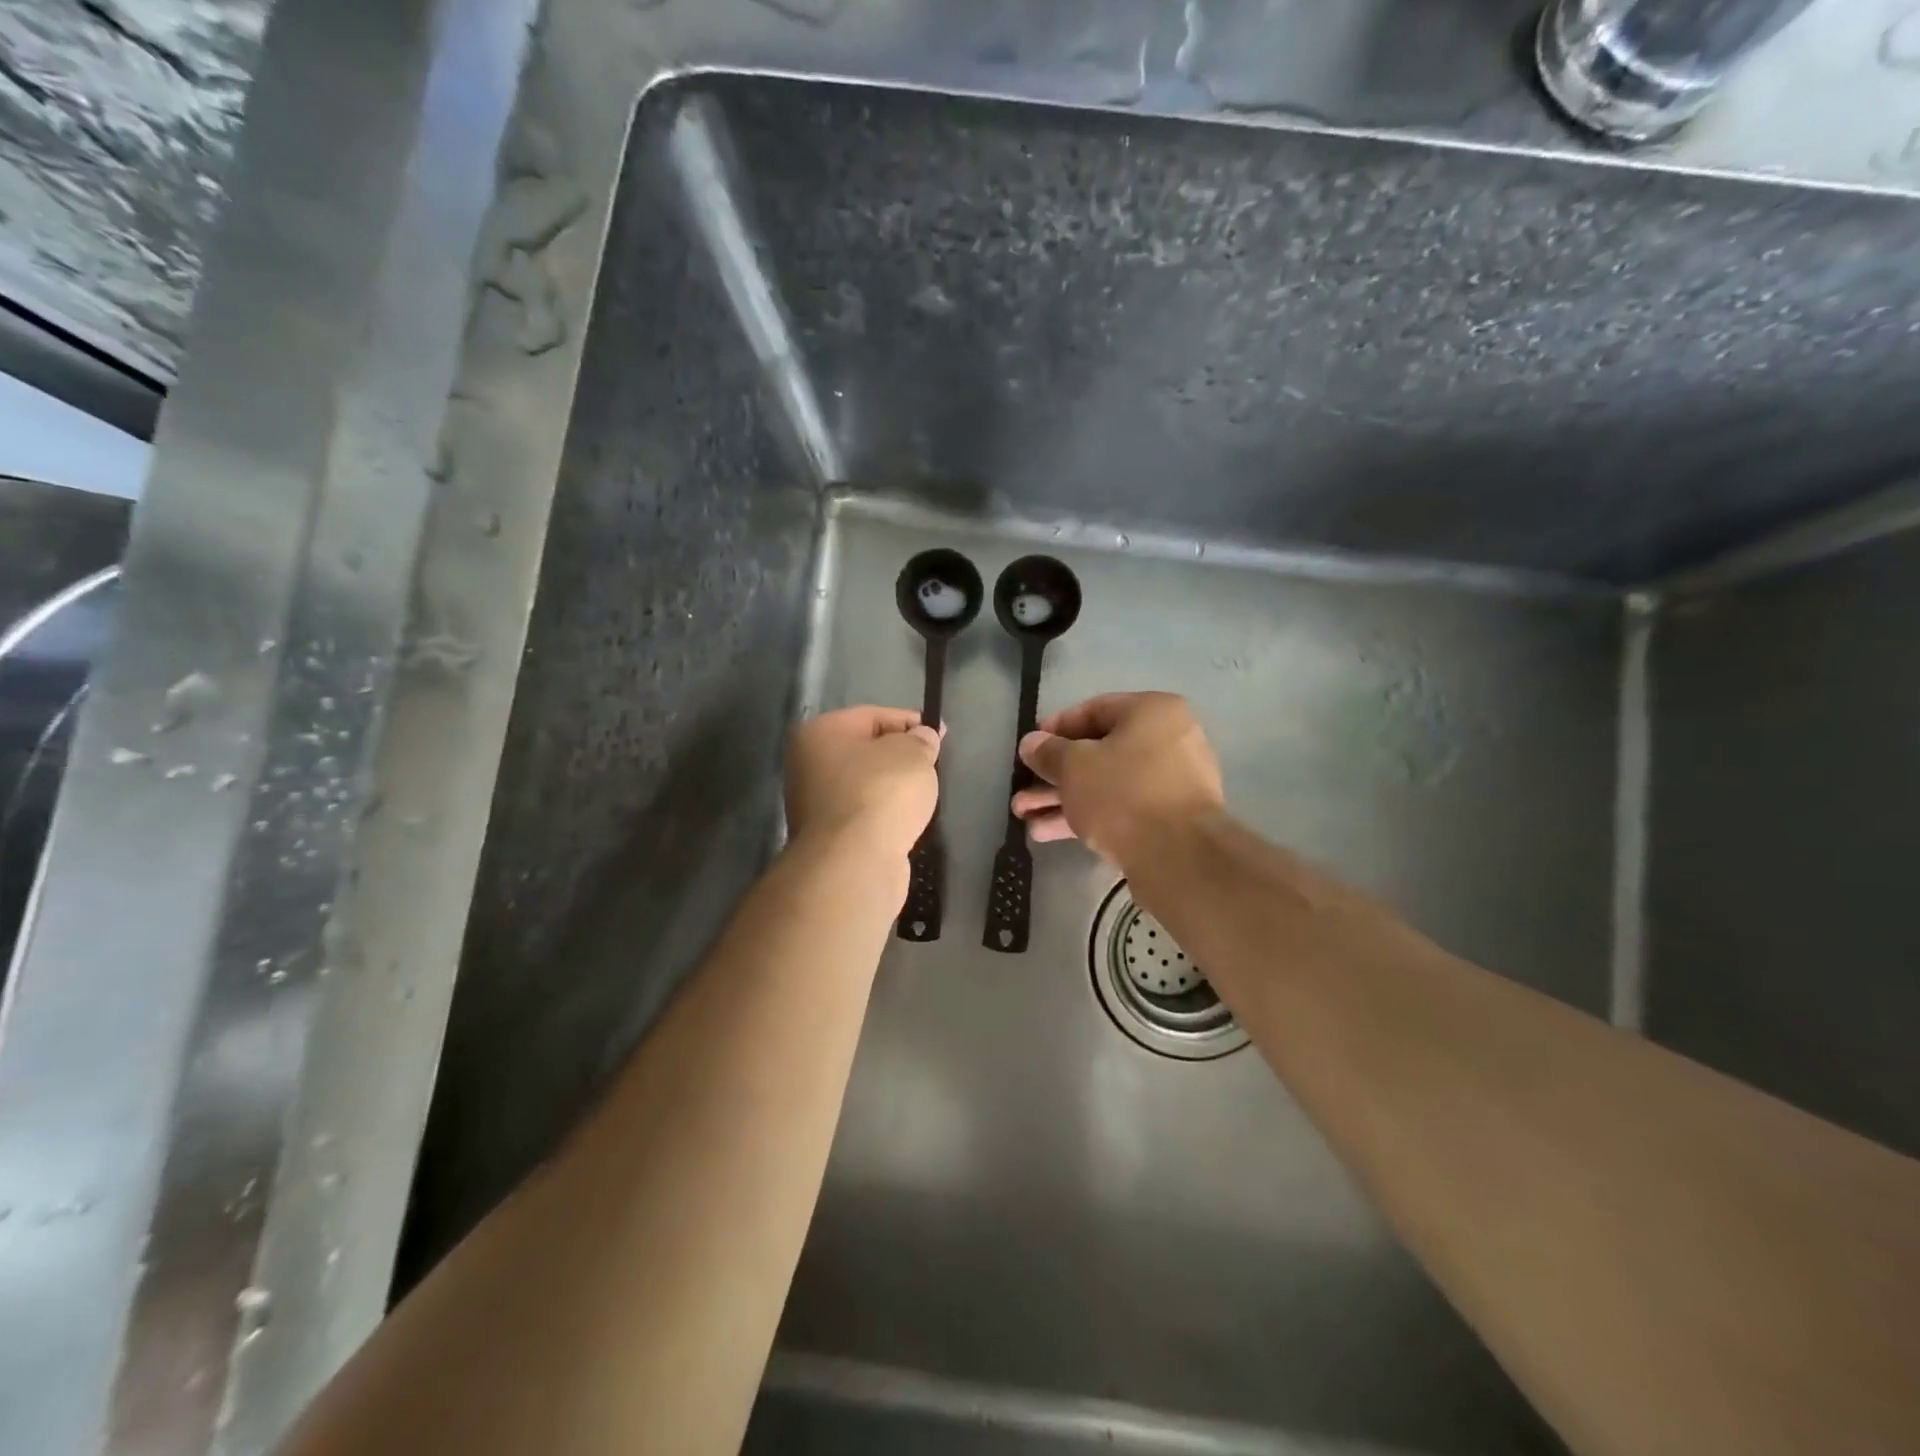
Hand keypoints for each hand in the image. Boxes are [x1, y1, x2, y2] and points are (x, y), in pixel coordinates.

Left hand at [785, 706, 941, 863]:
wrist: (854, 862)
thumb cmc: (881, 792)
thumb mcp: (913, 754)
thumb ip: (921, 740)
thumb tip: (922, 738)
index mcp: (819, 732)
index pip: (873, 716)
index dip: (910, 722)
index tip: (939, 734)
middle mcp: (807, 764)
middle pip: (865, 751)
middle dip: (899, 757)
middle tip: (932, 766)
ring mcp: (813, 804)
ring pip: (863, 785)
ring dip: (891, 789)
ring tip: (922, 796)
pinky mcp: (826, 837)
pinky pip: (863, 814)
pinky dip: (883, 815)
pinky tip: (904, 822)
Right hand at [1012, 692, 1224, 865]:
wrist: (1178, 856)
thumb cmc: (1123, 793)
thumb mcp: (1074, 766)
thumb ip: (1048, 751)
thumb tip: (1032, 743)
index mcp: (1153, 712)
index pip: (1094, 710)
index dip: (1055, 728)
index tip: (1030, 748)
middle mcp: (1169, 740)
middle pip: (1099, 752)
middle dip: (1054, 774)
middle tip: (1022, 791)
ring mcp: (1173, 782)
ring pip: (1107, 784)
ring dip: (1064, 799)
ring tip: (1025, 817)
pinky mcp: (1170, 819)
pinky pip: (1122, 808)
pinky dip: (1088, 816)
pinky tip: (1047, 833)